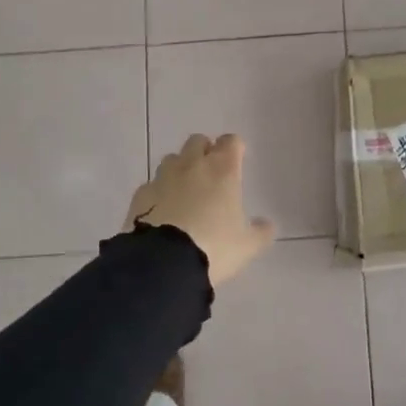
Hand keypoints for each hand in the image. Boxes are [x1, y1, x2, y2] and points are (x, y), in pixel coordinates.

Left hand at [126, 133, 275, 285]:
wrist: (164, 264)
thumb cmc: (214, 248)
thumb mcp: (247, 246)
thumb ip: (260, 232)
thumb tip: (266, 225)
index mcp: (222, 170)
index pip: (230, 142)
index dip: (234, 148)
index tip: (237, 159)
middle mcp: (192, 166)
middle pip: (198, 141)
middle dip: (205, 151)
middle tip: (211, 173)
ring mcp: (163, 178)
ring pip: (172, 159)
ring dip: (181, 168)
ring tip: (185, 191)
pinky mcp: (140, 195)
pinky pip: (152, 184)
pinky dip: (159, 191)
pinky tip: (163, 210)